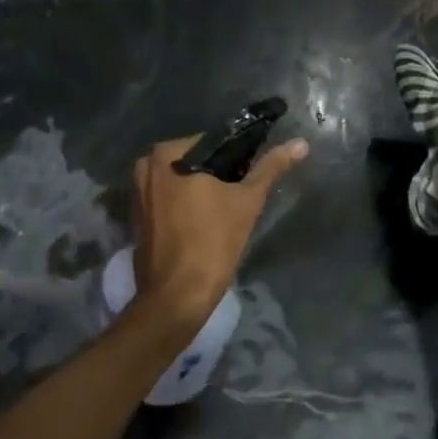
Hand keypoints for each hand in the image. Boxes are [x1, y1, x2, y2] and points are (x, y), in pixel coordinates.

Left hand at [130, 134, 308, 334]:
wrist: (177, 296)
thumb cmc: (212, 242)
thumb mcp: (247, 201)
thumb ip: (271, 168)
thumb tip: (300, 144)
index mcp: (168, 153)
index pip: (212, 142)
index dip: (237, 156)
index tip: (252, 175)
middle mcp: (146, 165)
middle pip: (195, 161)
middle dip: (218, 174)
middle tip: (242, 195)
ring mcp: (138, 192)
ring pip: (181, 180)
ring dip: (202, 189)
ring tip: (226, 210)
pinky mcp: (137, 216)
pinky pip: (168, 199)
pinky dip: (186, 205)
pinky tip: (205, 222)